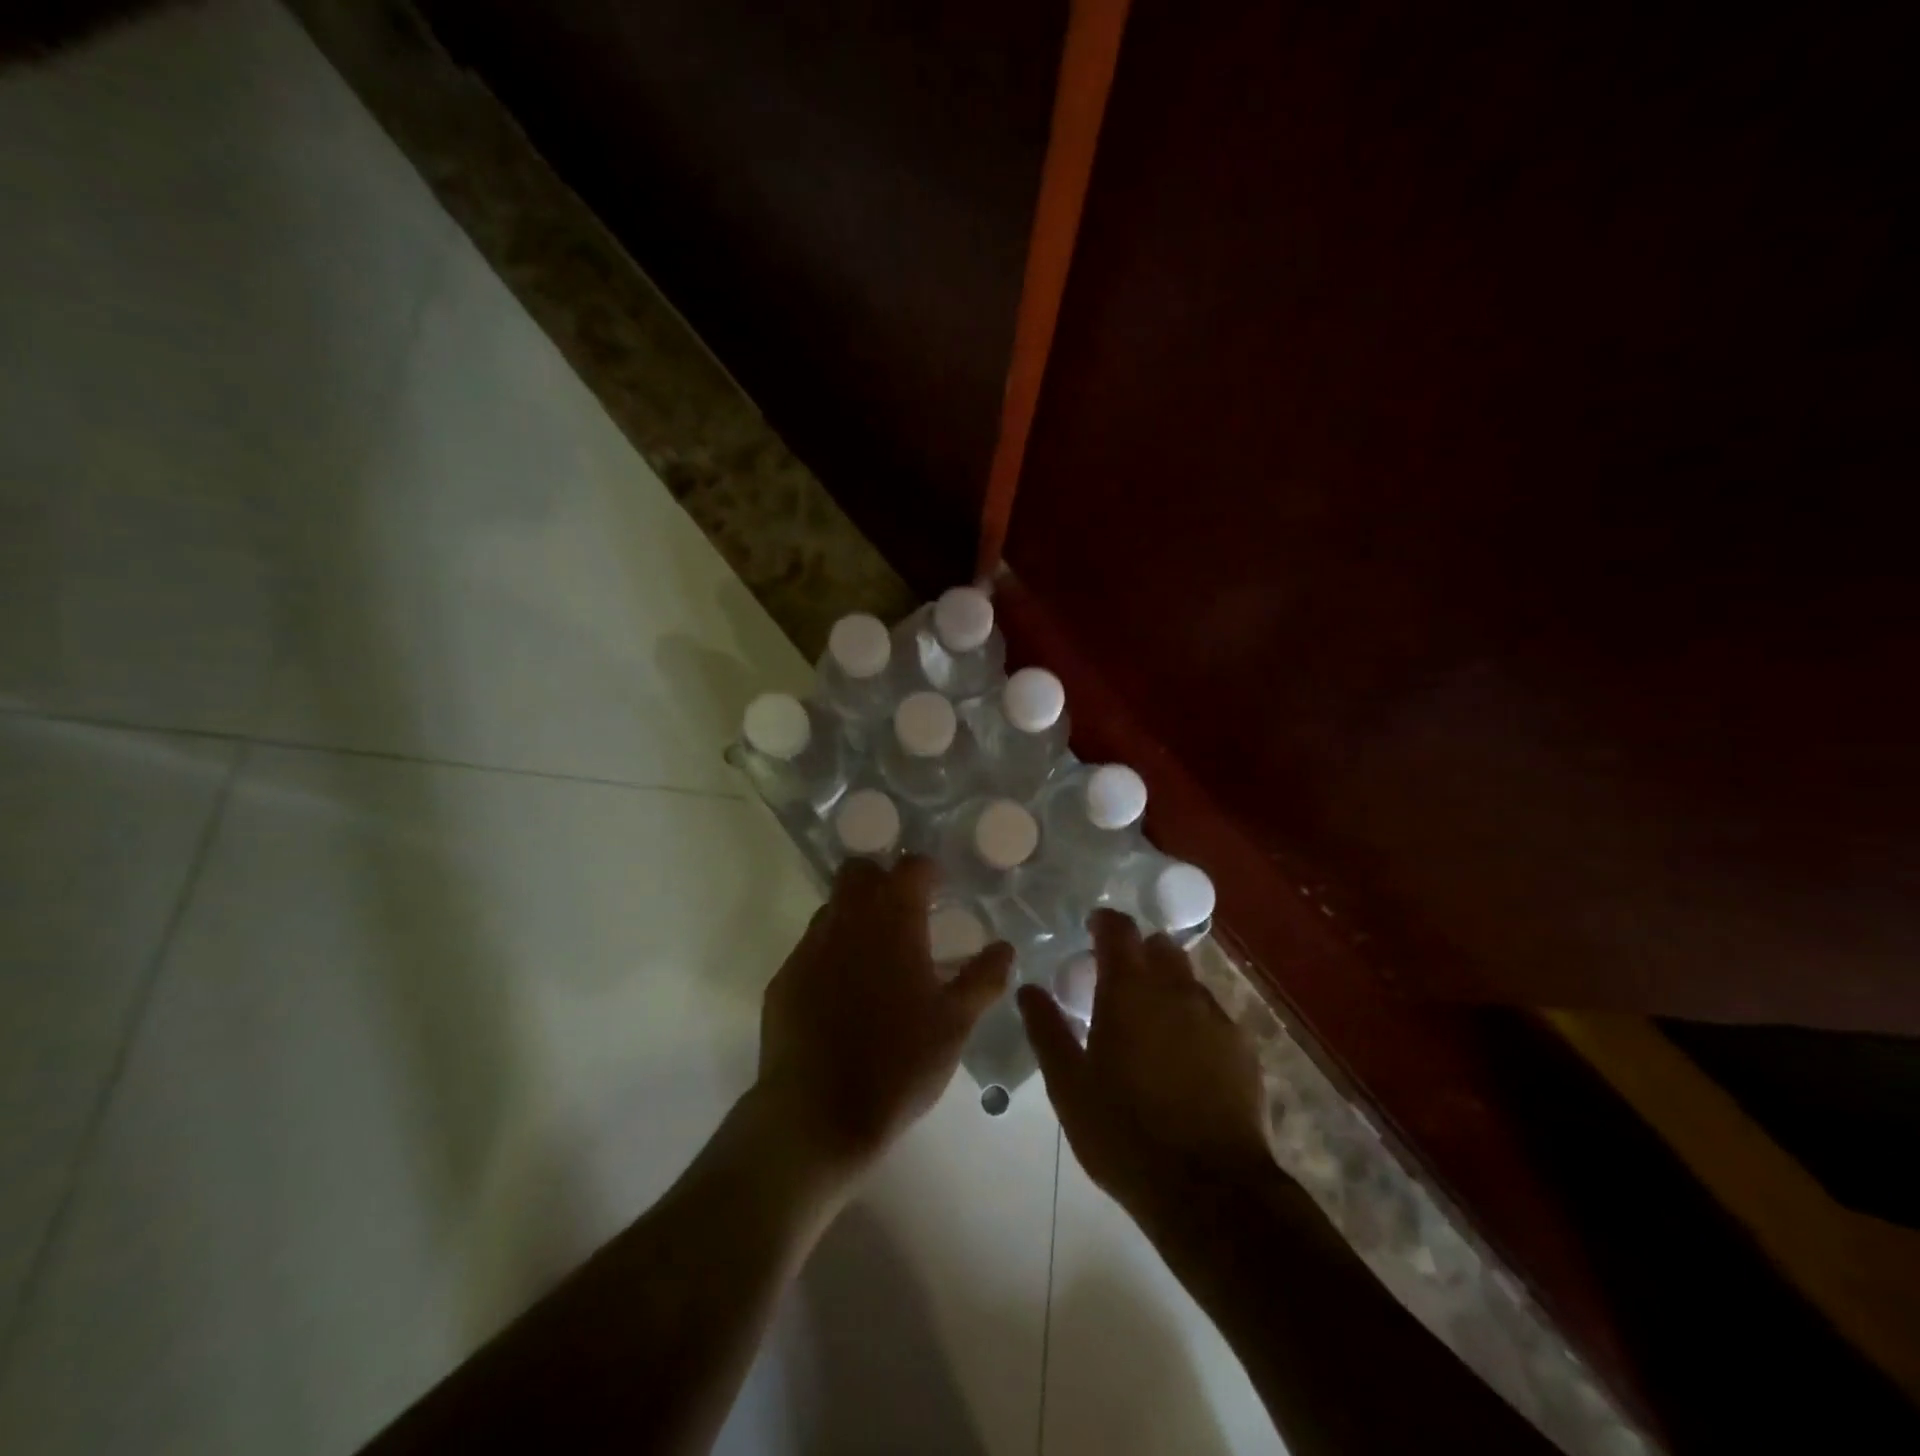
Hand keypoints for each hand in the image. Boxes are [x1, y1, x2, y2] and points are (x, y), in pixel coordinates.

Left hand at [755, 855, 1012, 1189]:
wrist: (816, 1116)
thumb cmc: (898, 1064)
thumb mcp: (955, 1024)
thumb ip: (983, 979)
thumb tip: (1005, 948)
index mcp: (893, 922)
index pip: (911, 866)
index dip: (927, 871)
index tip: (940, 888)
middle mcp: (846, 921)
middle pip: (859, 871)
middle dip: (882, 880)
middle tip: (905, 914)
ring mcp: (808, 948)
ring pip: (832, 908)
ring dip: (855, 916)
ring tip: (877, 958)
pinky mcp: (783, 979)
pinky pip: (811, 948)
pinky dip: (831, 955)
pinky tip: (844, 996)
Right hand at [1019, 910, 1274, 1238]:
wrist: (1209, 1190)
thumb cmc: (1124, 1132)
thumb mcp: (1069, 1085)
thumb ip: (1047, 1029)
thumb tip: (1028, 989)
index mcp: (1129, 990)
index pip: (1118, 930)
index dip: (1104, 923)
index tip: (1091, 929)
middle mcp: (1176, 989)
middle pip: (1159, 947)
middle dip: (1138, 952)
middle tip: (1117, 979)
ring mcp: (1215, 1017)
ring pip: (1188, 980)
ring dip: (1166, 985)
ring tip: (1150, 1021)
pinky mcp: (1242, 1049)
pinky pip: (1212, 1015)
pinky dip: (1193, 1019)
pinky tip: (1184, 1056)